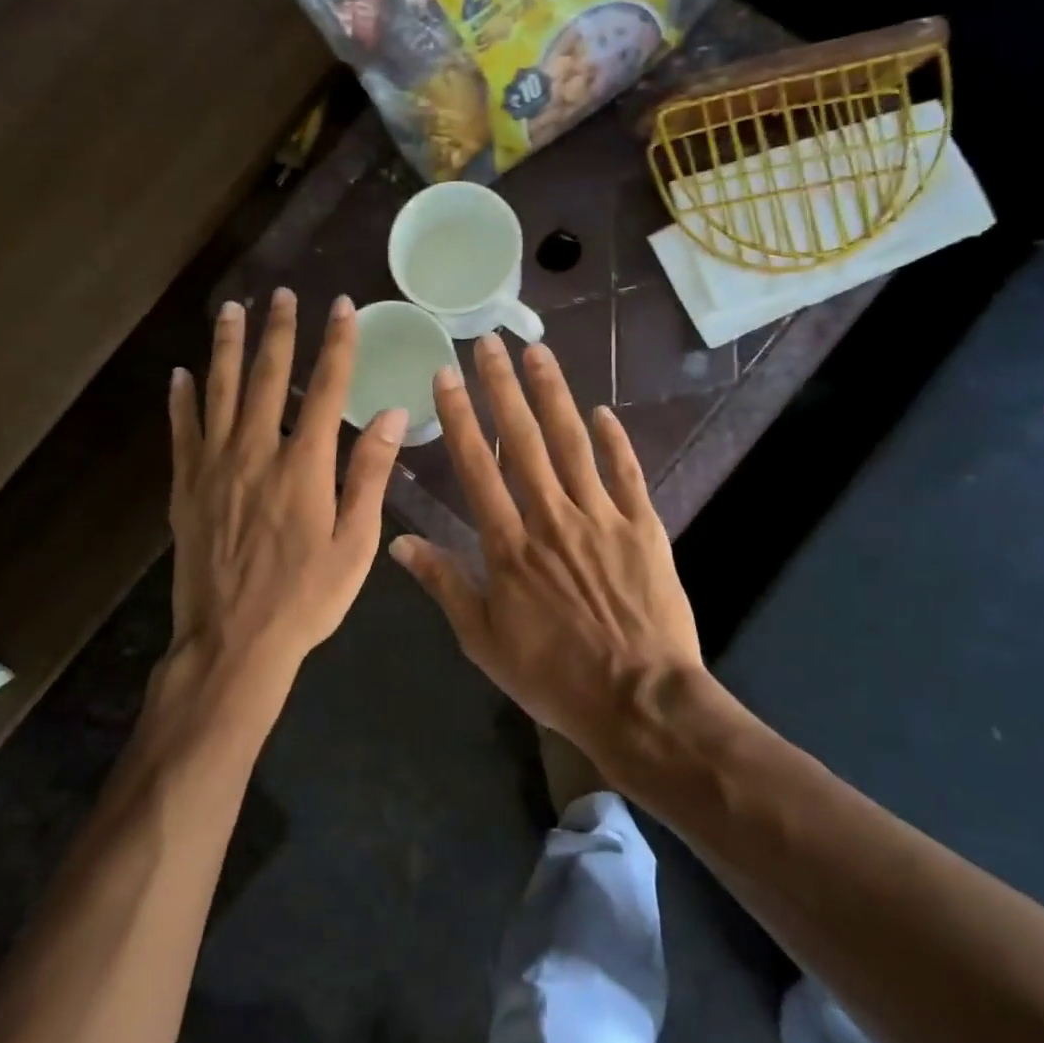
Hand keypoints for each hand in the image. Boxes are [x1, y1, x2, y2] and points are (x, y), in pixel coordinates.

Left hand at [167, 289, 406, 728]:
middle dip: (278, 331)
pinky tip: (181, 373)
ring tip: (231, 310)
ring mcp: (214, 467)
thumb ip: (369, 475)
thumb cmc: (305, 599)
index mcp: (304, 465)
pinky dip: (182, 399)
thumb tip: (390, 414)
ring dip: (227, 347)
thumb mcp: (354, 544)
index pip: (325, 387)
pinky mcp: (185, 487)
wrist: (233, 642)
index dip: (336, 343)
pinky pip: (182, 431)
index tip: (340, 306)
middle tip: (281, 293)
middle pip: (268, 377)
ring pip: (220, 391)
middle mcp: (256, 452)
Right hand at [389, 336, 703, 758]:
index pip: (477, 466)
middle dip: (502, 386)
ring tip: (537, 353)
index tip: (446, 374)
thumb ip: (444, 585)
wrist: (640, 700)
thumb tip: (400, 543)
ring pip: (572, 443)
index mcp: (509, 545)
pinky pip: (626, 473)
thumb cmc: (553, 676)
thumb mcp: (484, 640)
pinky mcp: (642, 527)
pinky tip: (602, 411)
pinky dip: (614, 440)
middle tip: (489, 341)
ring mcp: (601, 517)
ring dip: (553, 395)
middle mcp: (551, 517)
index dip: (459, 416)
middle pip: (524, 440)